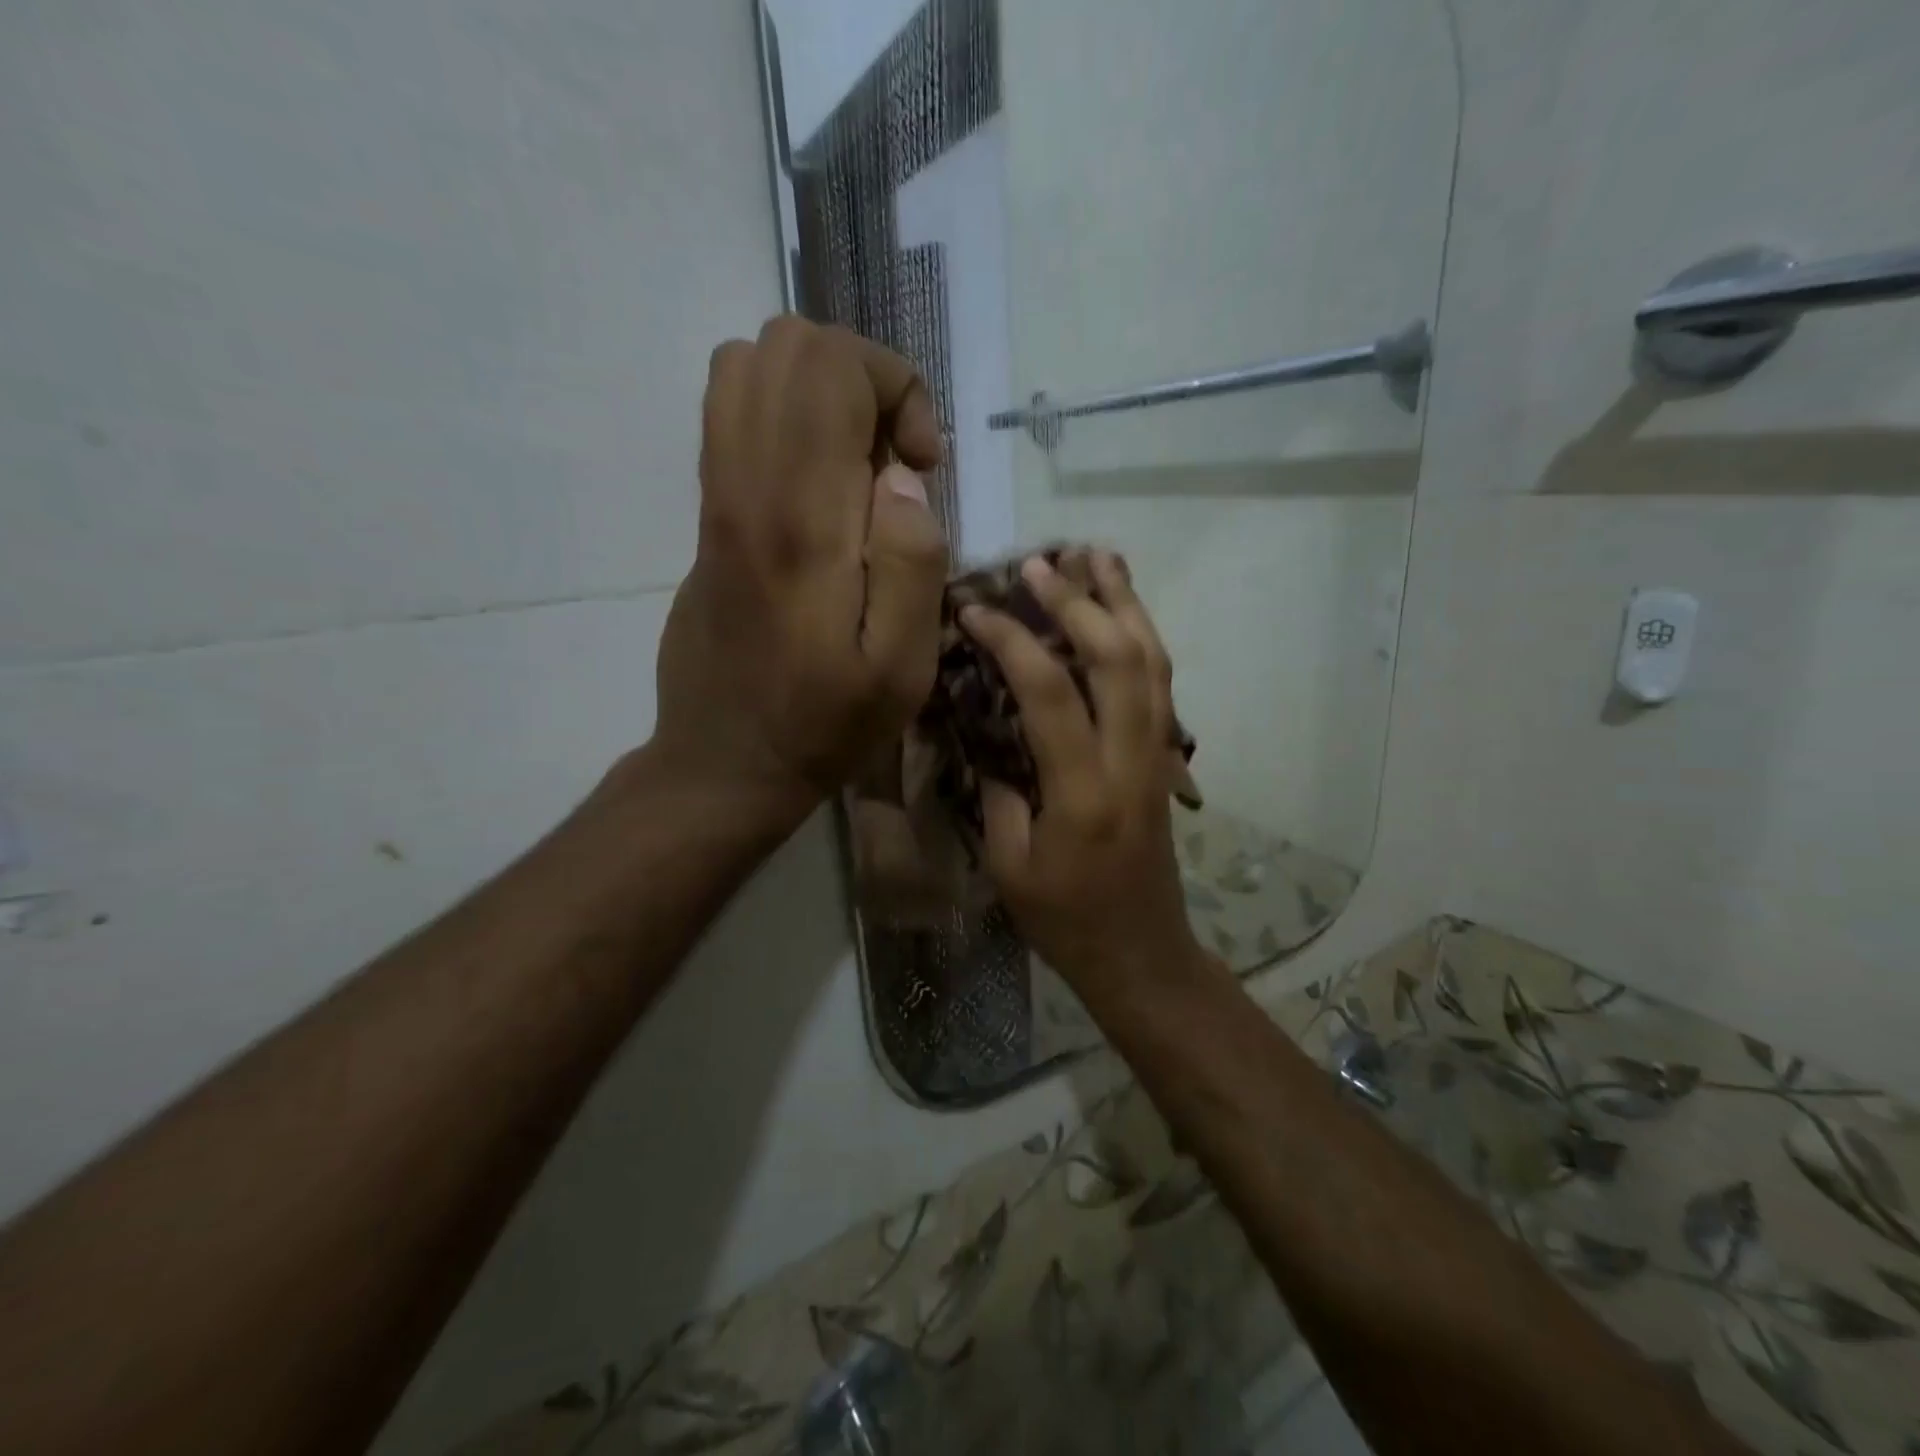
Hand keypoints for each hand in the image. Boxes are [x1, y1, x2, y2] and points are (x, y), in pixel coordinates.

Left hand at [652, 316, 947, 827]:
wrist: (726, 762)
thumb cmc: (824, 725)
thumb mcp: (900, 669)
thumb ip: (912, 563)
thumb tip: (902, 478)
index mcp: (800, 520)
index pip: (831, 368)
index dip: (896, 390)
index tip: (922, 467)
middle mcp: (745, 486)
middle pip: (787, 345)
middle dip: (862, 379)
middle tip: (893, 461)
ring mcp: (715, 495)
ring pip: (748, 366)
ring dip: (821, 394)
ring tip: (857, 467)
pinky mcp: (706, 514)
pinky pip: (732, 414)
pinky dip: (787, 418)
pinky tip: (820, 488)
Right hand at [961, 552, 1206, 1003]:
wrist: (1141, 952)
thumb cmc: (1065, 919)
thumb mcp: (1008, 864)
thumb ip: (997, 790)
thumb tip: (984, 728)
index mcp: (1083, 792)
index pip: (1050, 692)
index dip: (1012, 641)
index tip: (975, 611)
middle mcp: (1131, 761)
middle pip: (1118, 658)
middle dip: (1079, 601)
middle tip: (1039, 564)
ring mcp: (1158, 756)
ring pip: (1153, 661)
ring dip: (1126, 603)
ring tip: (1098, 556)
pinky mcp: (1165, 759)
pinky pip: (1161, 683)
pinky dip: (1143, 636)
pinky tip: (1124, 611)